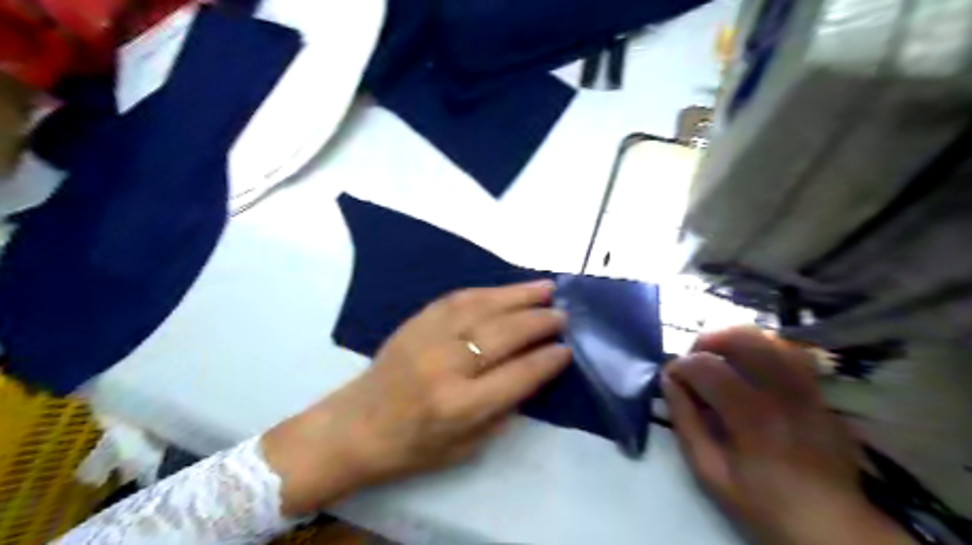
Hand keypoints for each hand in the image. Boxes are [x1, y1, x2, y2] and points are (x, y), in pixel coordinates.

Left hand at [262, 281, 569, 514]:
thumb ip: (504, 409)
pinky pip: (458, 298)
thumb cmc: (414, 446)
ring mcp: (428, 337)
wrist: (357, 425)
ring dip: (518, 295)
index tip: (567, 349)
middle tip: (562, 314)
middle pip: (503, 334)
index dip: (547, 360)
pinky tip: (507, 289)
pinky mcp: (416, 321)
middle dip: (539, 322)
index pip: (517, 375)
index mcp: (460, 405)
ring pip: (482, 307)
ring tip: (545, 288)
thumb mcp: (467, 446)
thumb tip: (533, 371)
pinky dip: (488, 292)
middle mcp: (446, 366)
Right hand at [661, 329, 910, 544]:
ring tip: (721, 359)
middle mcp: (782, 392)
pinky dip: (764, 352)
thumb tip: (668, 383)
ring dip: (737, 341)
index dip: (679, 366)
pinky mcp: (821, 395)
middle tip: (694, 360)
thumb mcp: (710, 472)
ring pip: (770, 339)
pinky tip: (751, 369)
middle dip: (708, 340)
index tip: (670, 379)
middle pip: (742, 337)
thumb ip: (685, 423)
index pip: (705, 365)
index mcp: (751, 414)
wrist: (831, 527)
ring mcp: (807, 390)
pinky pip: (791, 355)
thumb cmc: (763, 503)